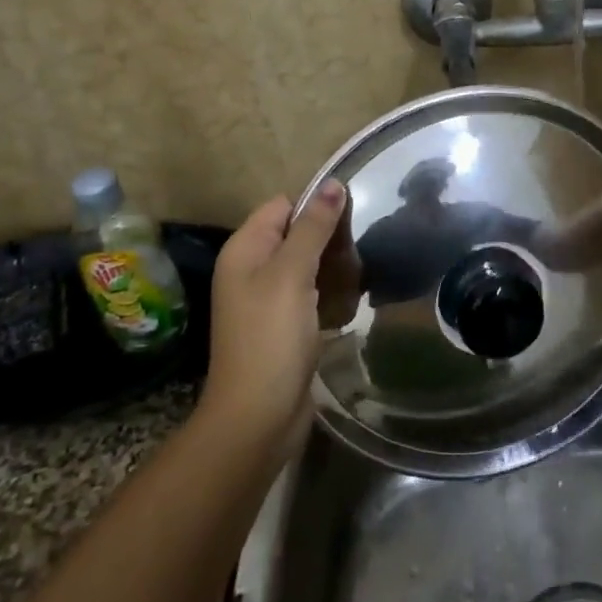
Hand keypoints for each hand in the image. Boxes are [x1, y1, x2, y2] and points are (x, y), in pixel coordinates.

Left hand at [201, 180, 345, 445]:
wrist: (258, 418)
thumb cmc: (271, 338)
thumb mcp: (292, 274)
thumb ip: (313, 227)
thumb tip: (332, 184)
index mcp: (245, 250)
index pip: (282, 206)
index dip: (314, 206)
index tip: (350, 219)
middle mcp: (252, 270)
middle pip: (297, 234)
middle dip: (329, 240)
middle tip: (356, 254)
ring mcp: (268, 300)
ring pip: (309, 265)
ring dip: (334, 269)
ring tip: (357, 280)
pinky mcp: (285, 326)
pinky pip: (312, 295)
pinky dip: (331, 296)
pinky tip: (349, 305)